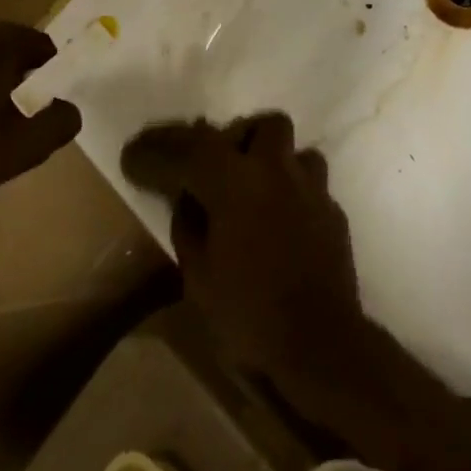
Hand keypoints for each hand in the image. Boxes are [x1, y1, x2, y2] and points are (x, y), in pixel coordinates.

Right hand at [122, 113, 362, 377]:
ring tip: (256, 193)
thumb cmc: (249, 315)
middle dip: (240, 139)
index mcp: (236, 182)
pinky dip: (292, 196)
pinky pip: (311, 186)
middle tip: (217, 169)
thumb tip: (188, 199)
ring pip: (295, 151)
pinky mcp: (334, 212)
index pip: (191, 147)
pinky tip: (281, 225)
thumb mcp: (199, 277)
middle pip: (264, 125)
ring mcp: (313, 189)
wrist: (320, 346)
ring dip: (274, 163)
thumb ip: (189, 226)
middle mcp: (277, 171)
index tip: (135, 154)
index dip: (159, 148)